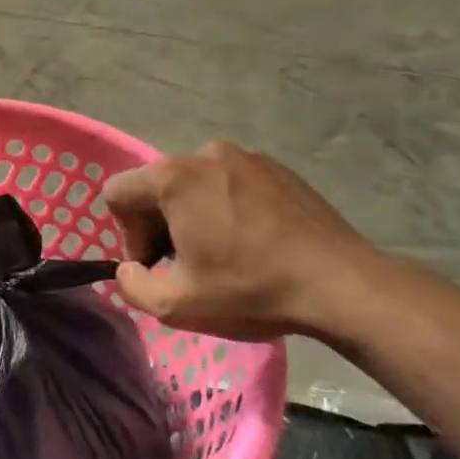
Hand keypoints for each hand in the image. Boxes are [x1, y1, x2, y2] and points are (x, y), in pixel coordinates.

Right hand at [103, 142, 378, 340]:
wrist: (341, 285)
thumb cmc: (250, 290)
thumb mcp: (175, 304)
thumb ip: (132, 285)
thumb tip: (130, 269)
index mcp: (174, 178)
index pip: (118, 193)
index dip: (128, 235)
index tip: (159, 266)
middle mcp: (206, 154)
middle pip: (156, 187)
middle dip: (160, 226)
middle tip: (189, 267)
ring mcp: (247, 157)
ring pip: (195, 185)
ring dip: (194, 217)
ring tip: (225, 255)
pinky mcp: (278, 169)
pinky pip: (231, 185)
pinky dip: (228, 210)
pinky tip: (254, 244)